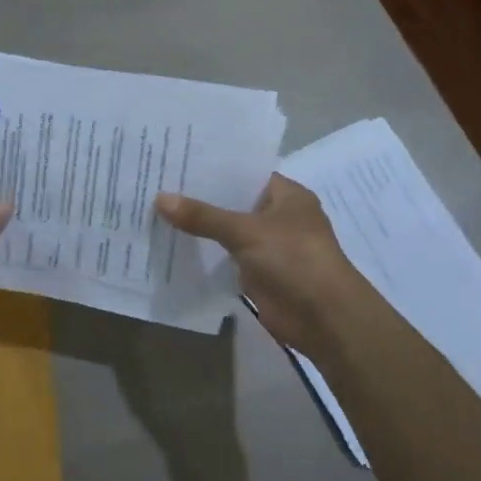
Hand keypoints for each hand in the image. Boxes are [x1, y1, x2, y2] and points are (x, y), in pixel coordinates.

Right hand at [156, 174, 369, 361]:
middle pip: (233, 201)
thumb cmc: (295, 260)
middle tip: (156, 183)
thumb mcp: (246, 231)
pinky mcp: (258, 273)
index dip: (213, 168)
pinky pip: (226, 257)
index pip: (245, 173)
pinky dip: (205, 253)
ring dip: (199, 227)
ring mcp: (268, 246)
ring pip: (227, 230)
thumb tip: (159, 198)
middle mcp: (278, 216)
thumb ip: (203, 216)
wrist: (324, 319)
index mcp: (287, 195)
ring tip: (155, 210)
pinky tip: (171, 244)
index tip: (176, 160)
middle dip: (200, 197)